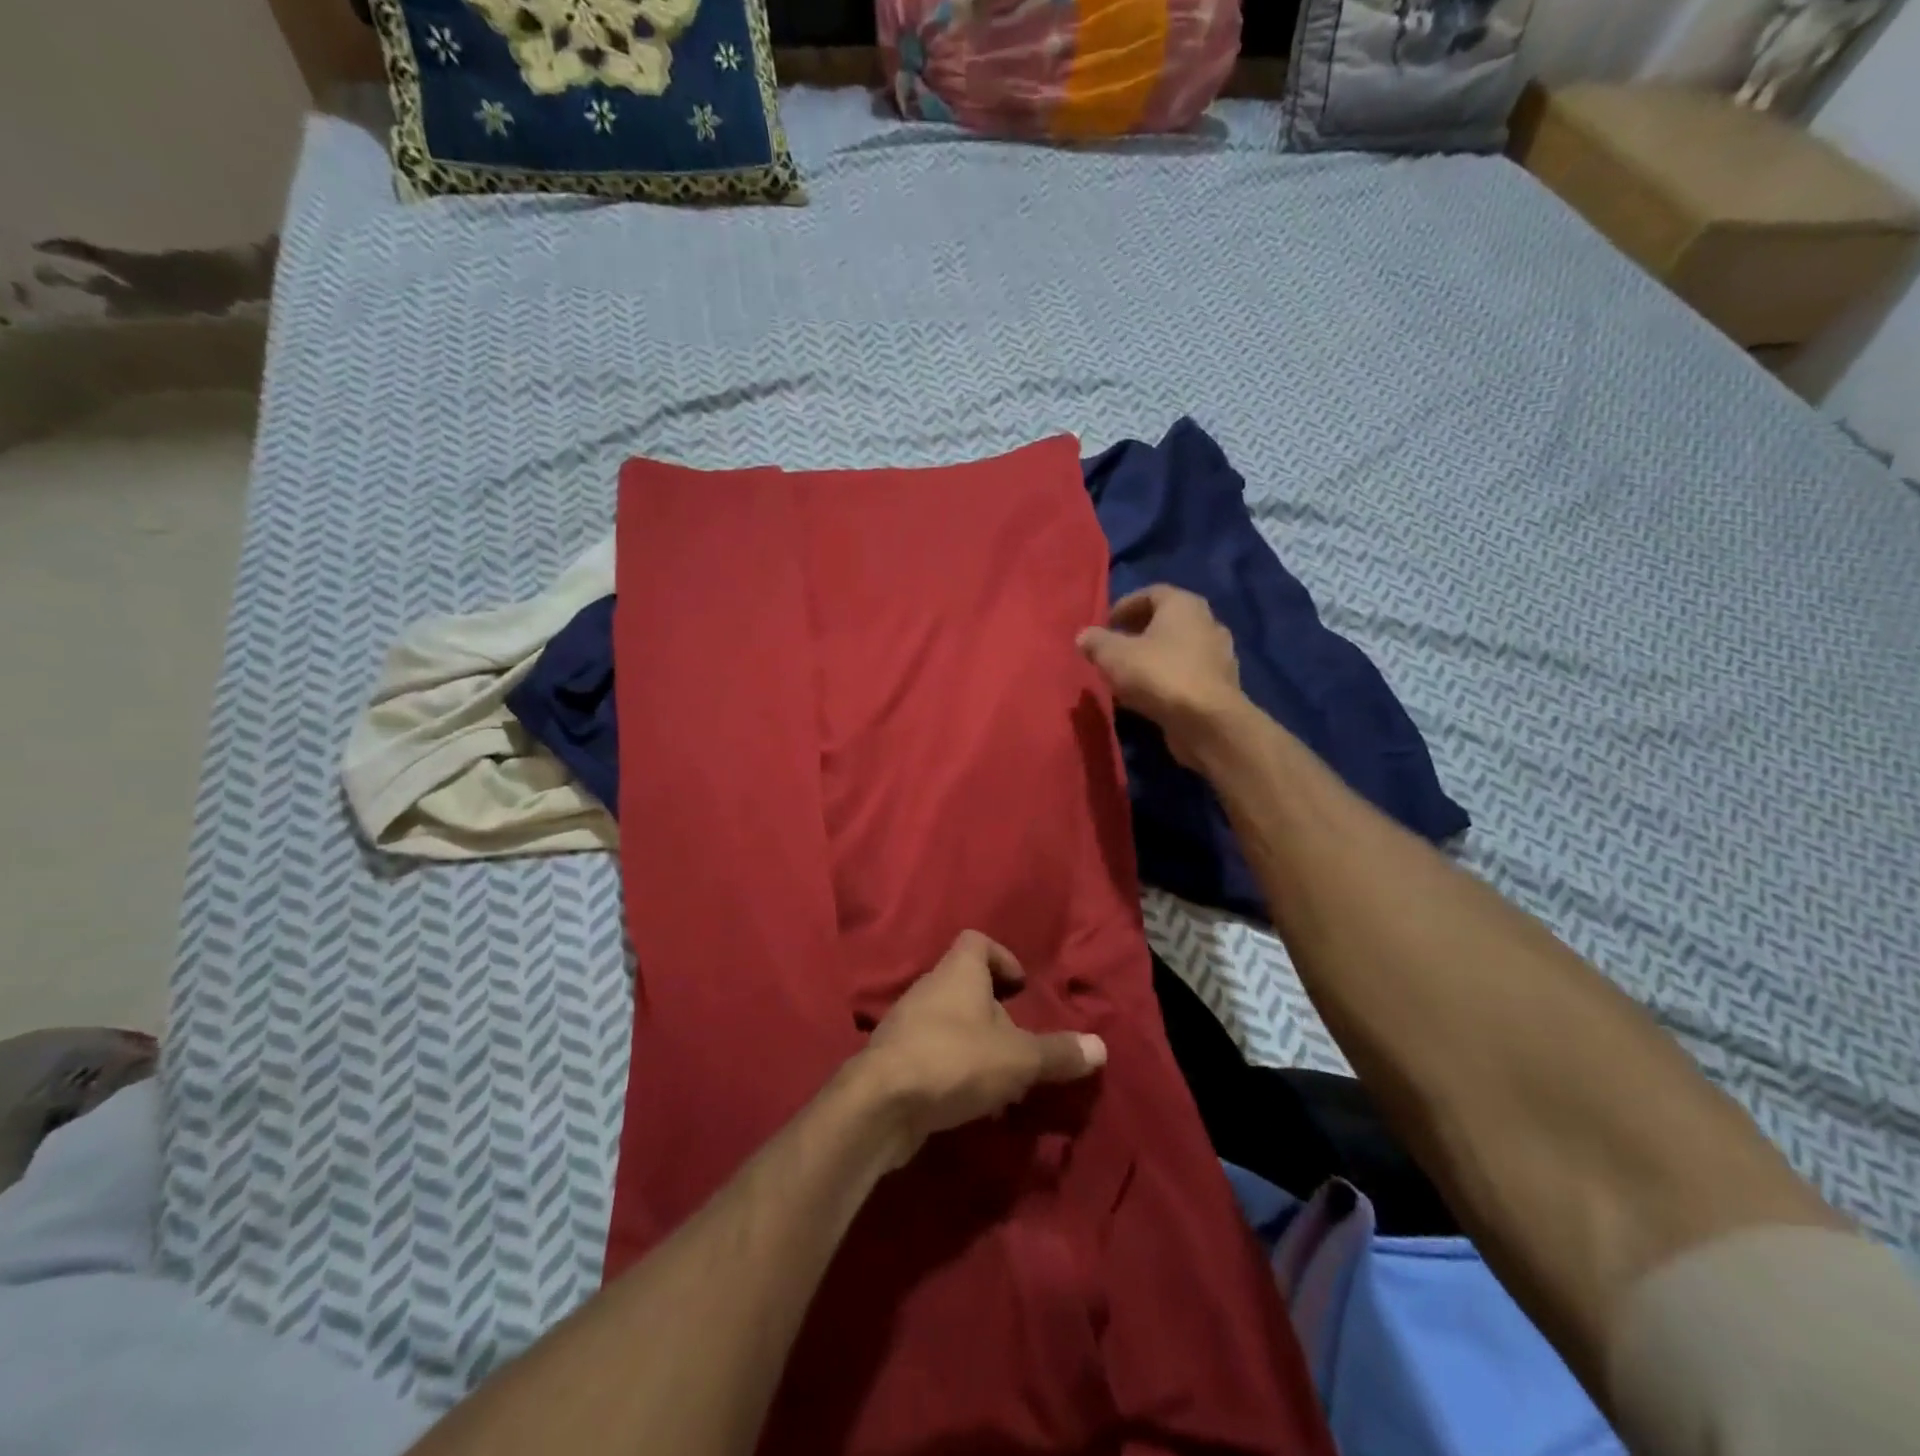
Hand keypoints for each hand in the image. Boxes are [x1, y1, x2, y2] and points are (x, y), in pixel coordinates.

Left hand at [861, 931, 1106, 1167]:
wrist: (881, 1103)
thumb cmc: (955, 1060)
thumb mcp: (1018, 1058)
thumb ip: (1058, 1052)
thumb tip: (1101, 1047)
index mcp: (958, 972)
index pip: (976, 942)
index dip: (1002, 958)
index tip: (1021, 988)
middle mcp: (929, 988)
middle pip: (965, 985)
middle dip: (994, 1012)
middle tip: (1019, 1042)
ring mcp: (906, 1023)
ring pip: (949, 1022)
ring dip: (975, 1044)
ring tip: (1001, 1078)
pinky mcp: (894, 1059)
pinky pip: (932, 1052)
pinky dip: (953, 1068)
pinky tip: (971, 1100)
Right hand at [1076, 585, 1241, 764]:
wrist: (1207, 721)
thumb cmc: (1159, 674)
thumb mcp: (1114, 656)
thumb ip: (1096, 642)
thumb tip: (1084, 636)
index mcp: (1183, 604)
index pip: (1151, 593)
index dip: (1125, 606)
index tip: (1106, 624)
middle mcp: (1206, 622)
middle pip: (1166, 621)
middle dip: (1137, 633)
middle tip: (1114, 649)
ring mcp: (1218, 655)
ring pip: (1177, 649)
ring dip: (1152, 658)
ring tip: (1127, 675)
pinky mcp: (1220, 685)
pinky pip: (1186, 674)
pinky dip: (1166, 679)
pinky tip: (1147, 696)